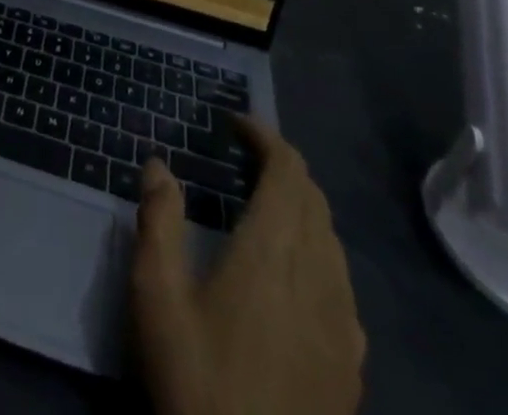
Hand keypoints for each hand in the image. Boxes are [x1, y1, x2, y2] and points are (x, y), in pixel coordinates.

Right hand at [131, 118, 364, 414]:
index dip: (265, 137)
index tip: (234, 124)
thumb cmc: (197, 383)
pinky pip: (343, 283)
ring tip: (265, 208)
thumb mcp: (156, 298)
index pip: (287, 170)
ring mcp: (342, 323)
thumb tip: (157, 163)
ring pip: (332, 238)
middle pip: (313, 197)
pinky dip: (319, 253)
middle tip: (242, 160)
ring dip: (302, 207)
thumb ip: (158, 221)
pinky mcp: (351, 364)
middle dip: (281, 165)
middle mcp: (317, 276)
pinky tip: (295, 276)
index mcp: (272, 251)